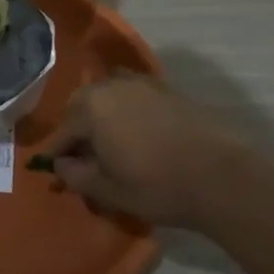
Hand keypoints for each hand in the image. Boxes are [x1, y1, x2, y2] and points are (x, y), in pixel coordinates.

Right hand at [34, 75, 242, 227]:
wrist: (221, 176)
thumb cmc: (158, 186)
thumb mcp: (109, 191)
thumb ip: (76, 176)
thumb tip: (61, 165)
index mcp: (90, 109)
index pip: (62, 132)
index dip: (55, 153)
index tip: (52, 168)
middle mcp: (109, 86)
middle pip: (81, 105)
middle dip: (77, 128)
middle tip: (82, 155)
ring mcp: (139, 82)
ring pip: (106, 95)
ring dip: (100, 114)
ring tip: (109, 141)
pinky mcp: (164, 87)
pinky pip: (131, 93)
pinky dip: (125, 108)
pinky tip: (135, 130)